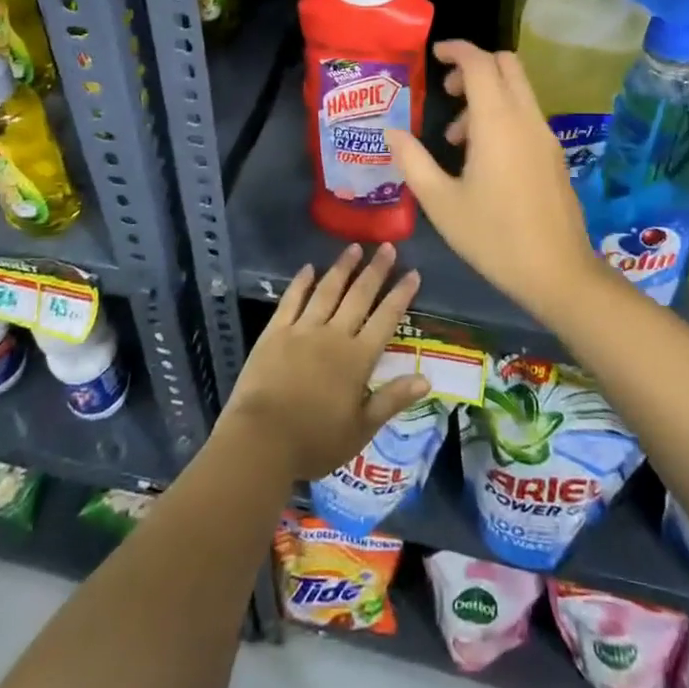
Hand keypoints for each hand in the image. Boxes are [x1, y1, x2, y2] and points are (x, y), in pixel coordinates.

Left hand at [221, 243, 427, 483]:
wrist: (261, 441)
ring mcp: (302, 330)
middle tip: (387, 247)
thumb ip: (393, 399)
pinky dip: (301, 282)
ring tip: (354, 247)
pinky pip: (291, 300)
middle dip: (376, 270)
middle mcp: (333, 335)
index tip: (412, 272)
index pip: (386, 319)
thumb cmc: (315, 441)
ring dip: (342, 268)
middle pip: (359, 296)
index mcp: (357, 358)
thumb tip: (427, 378)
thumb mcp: (361, 428)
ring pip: (327, 291)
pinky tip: (308, 268)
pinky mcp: (275, 332)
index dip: (400, 295)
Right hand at [384, 40, 602, 318]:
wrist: (558, 272)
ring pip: (517, 91)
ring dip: (486, 96)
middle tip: (447, 92)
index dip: (456, 50)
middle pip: (506, 65)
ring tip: (455, 138)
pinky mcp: (553, 154)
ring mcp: (545, 136)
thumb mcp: (441, 202)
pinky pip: (525, 115)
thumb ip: (413, 161)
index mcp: (497, 122)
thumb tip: (392, 132)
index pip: (479, 63)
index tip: (433, 55)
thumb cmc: (493, 237)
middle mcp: (526, 119)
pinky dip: (501, 116)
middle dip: (474, 67)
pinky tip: (481, 159)